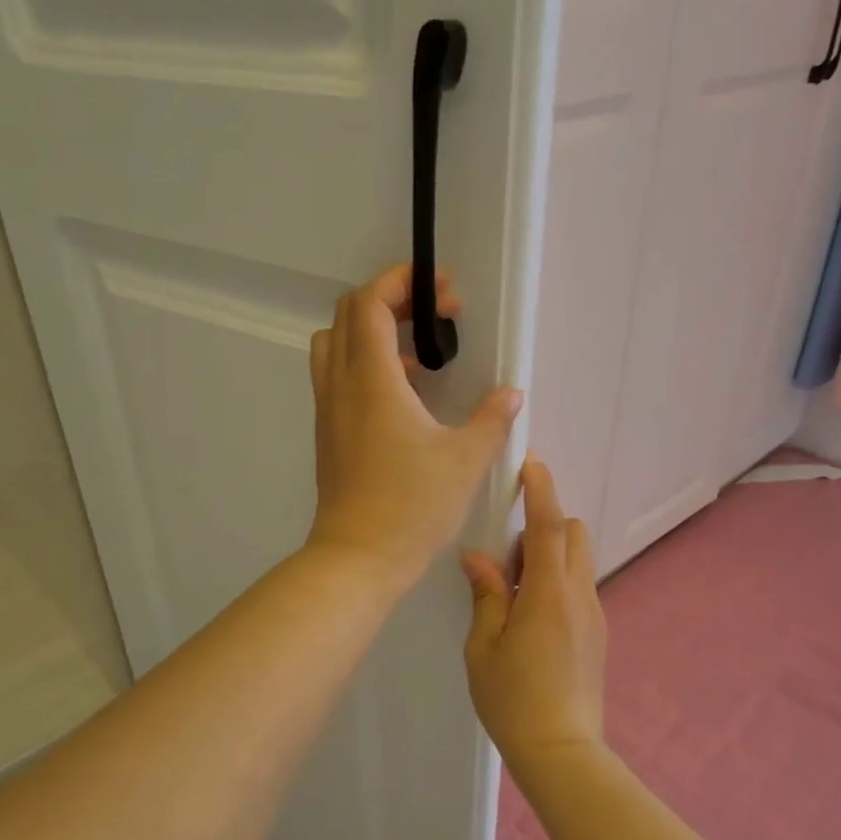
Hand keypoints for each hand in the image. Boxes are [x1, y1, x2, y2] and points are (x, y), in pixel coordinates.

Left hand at [306, 264, 521, 590]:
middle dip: (392, 299)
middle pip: (349, 314)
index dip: (403, 282)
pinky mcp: (329, 433)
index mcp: (372, 379)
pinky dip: (366, 364)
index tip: (443, 293)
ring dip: (374, 332)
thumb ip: (492, 420)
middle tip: (435, 316)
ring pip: (336, 344)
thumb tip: (511, 395)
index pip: (371, 302)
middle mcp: (341, 385)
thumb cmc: (412, 506)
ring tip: (420, 355)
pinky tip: (405, 396)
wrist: (357, 558)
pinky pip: (338, 376)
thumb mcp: (466, 461)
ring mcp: (329, 409)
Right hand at [461, 457, 606, 766]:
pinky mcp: (597, 632)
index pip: (548, 526)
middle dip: (544, 526)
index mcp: (548, 594)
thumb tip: (478, 557)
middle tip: (507, 561)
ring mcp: (594, 614)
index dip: (541, 491)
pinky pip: (578, 585)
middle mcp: (579, 595)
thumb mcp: (484, 646)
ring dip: (549, 555)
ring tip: (514, 593)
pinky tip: (530, 617)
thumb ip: (486, 594)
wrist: (562, 751)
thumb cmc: (512, 700)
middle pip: (573, 533)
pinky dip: (557, 579)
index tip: (531, 464)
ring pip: (578, 559)